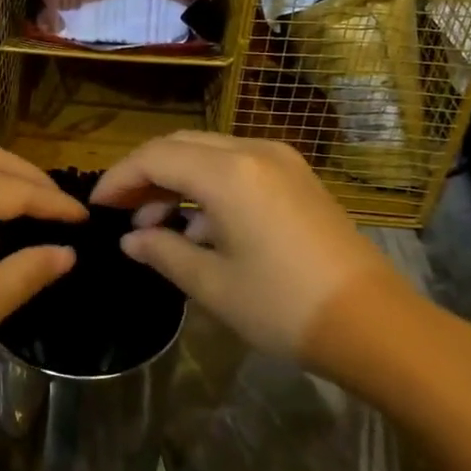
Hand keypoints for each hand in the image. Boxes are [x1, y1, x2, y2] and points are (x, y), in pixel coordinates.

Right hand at [91, 132, 418, 366]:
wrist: (374, 324)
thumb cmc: (283, 305)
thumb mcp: (212, 284)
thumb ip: (163, 251)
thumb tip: (131, 240)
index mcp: (228, 172)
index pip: (155, 157)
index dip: (119, 178)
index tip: (97, 205)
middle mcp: (254, 152)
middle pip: (180, 145)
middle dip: (145, 175)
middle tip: (122, 211)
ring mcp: (281, 162)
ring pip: (209, 153)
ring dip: (176, 180)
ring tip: (157, 226)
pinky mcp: (298, 180)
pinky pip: (238, 167)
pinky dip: (207, 186)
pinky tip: (200, 226)